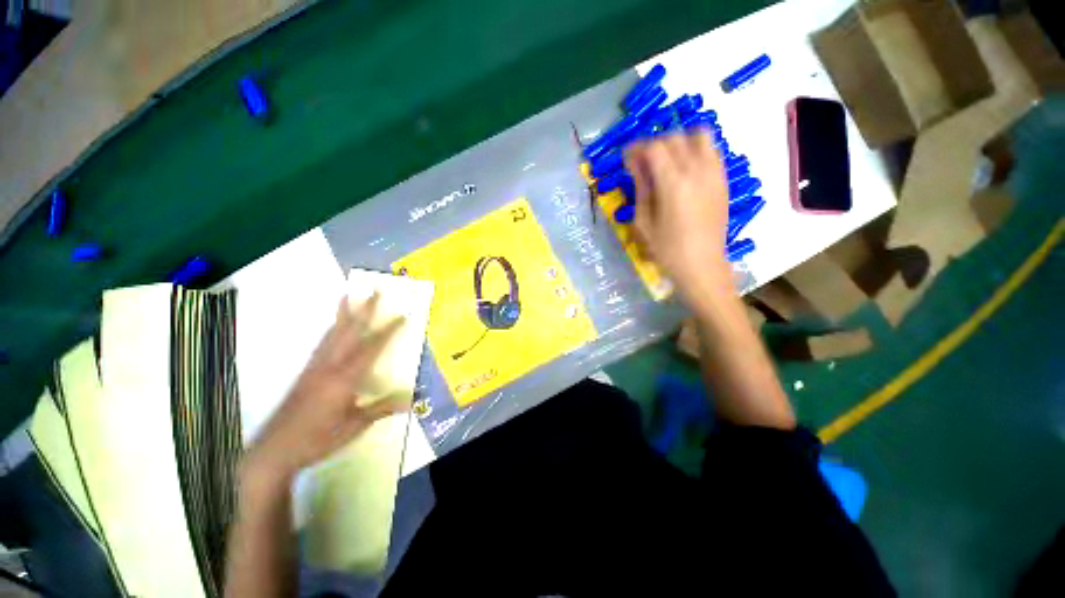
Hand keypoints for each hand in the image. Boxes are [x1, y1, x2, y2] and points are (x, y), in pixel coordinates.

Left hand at [243, 294, 407, 482]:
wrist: (274, 450)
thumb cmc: (317, 440)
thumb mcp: (354, 427)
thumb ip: (381, 410)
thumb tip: (411, 401)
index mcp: (344, 379)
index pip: (371, 348)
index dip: (388, 330)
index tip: (402, 315)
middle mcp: (328, 366)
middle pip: (349, 331)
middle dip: (364, 310)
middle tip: (374, 291)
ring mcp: (314, 367)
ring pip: (332, 334)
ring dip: (343, 314)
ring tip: (348, 296)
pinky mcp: (305, 372)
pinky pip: (321, 343)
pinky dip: (331, 329)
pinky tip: (333, 326)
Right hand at [625, 132, 732, 305]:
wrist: (702, 266)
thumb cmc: (667, 250)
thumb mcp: (644, 222)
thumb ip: (641, 188)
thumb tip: (635, 165)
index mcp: (673, 183)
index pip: (655, 147)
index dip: (637, 148)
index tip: (627, 159)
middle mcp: (697, 170)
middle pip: (675, 137)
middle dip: (654, 144)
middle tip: (642, 161)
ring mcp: (714, 173)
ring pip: (698, 136)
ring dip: (679, 141)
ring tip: (666, 159)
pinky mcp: (723, 180)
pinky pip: (712, 150)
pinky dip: (696, 150)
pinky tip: (685, 168)